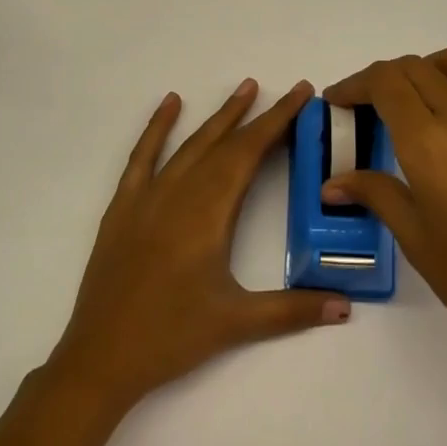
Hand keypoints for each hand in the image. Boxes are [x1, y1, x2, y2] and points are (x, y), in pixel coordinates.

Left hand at [50, 80, 351, 412]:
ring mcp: (146, 198)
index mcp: (207, 214)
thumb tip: (345, 307)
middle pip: (223, 144)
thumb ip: (293, 310)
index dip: (277, 122)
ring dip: (217, 117)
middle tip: (284, 89)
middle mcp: (178, 194)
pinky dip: (157, 128)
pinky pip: (142, 157)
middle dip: (256, 116)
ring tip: (243, 87)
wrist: (101, 358)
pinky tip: (169, 104)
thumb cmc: (171, 337)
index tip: (299, 95)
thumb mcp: (237, 323)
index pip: (248, 154)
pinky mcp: (123, 208)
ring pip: (189, 145)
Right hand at [322, 45, 446, 377]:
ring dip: (425, 68)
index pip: (385, 82)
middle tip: (364, 107)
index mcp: (430, 143)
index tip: (337, 102)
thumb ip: (374, 193)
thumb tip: (333, 184)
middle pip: (415, 66)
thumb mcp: (413, 236)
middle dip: (381, 78)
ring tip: (410, 103)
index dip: (354, 84)